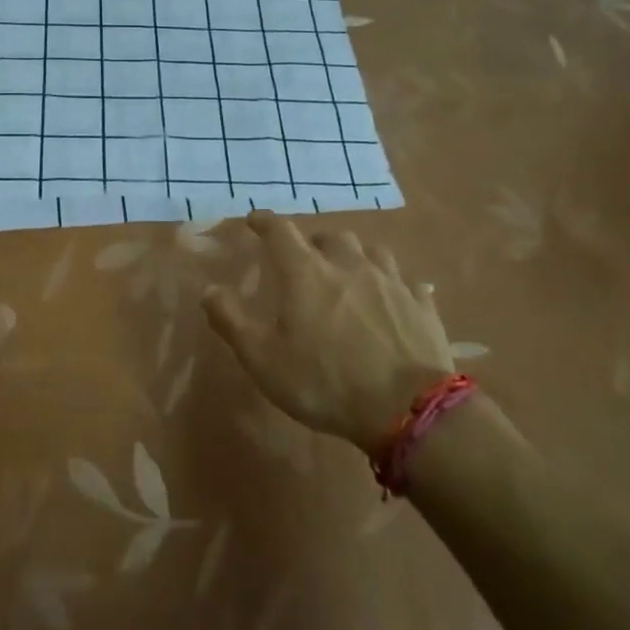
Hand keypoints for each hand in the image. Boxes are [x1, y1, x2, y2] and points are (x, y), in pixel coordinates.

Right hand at [202, 211, 454, 452]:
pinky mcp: (421, 304)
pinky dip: (392, 282)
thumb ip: (231, 320)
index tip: (254, 220)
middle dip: (313, 242)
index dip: (265, 222)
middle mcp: (348, 265)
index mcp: (306, 272)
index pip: (280, 231)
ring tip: (348, 270)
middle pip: (330, 237)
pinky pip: (406, 281)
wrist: (407, 409)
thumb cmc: (324, 382)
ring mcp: (389, 281)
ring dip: (354, 255)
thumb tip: (209, 289)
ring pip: (370, 250)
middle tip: (304, 259)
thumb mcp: (263, 359)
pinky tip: (392, 295)